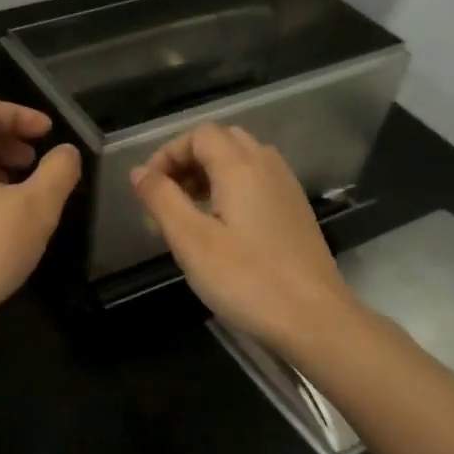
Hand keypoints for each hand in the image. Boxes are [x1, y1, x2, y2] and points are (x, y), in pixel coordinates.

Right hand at [130, 123, 353, 353]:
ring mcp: (286, 189)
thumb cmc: (246, 280)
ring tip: (189, 213)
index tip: (148, 188)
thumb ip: (162, 200)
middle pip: (223, 141)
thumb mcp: (191, 241)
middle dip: (188, 161)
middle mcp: (267, 167)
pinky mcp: (295, 212)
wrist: (313, 319)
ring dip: (210, 175)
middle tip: (167, 197)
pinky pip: (258, 182)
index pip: (199, 135)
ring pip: (243, 161)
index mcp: (241, 167)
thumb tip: (139, 172)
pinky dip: (232, 190)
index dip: (168, 153)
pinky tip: (222, 228)